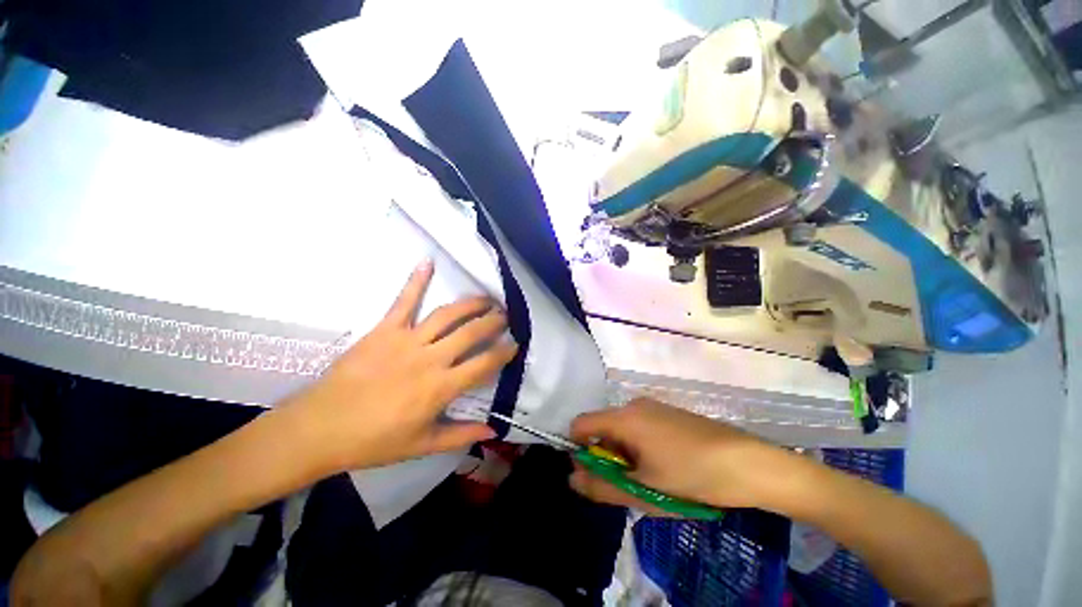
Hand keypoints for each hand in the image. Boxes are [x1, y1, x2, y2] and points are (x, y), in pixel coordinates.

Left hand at [283, 259, 516, 473]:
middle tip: (506, 315)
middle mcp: (430, 358)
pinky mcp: (384, 330)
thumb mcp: (422, 444)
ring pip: (447, 314)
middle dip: (494, 321)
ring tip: (487, 298)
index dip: (503, 352)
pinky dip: (416, 281)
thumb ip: (460, 435)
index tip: (515, 343)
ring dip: (471, 303)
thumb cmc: (374, 441)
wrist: (319, 428)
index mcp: (440, 387)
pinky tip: (427, 263)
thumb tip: (493, 432)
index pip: (483, 363)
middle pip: (471, 332)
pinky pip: (403, 301)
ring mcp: (406, 340)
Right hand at [569, 398, 783, 512]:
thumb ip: (602, 486)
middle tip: (628, 484)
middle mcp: (634, 405)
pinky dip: (639, 446)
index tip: (594, 475)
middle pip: (602, 427)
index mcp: (624, 417)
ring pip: (622, 428)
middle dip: (606, 456)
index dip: (579, 449)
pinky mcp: (668, 412)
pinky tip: (665, 467)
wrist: (749, 463)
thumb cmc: (691, 477)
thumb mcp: (643, 490)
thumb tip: (572, 478)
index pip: (581, 423)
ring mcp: (653, 406)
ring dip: (624, 454)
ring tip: (650, 479)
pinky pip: (640, 426)